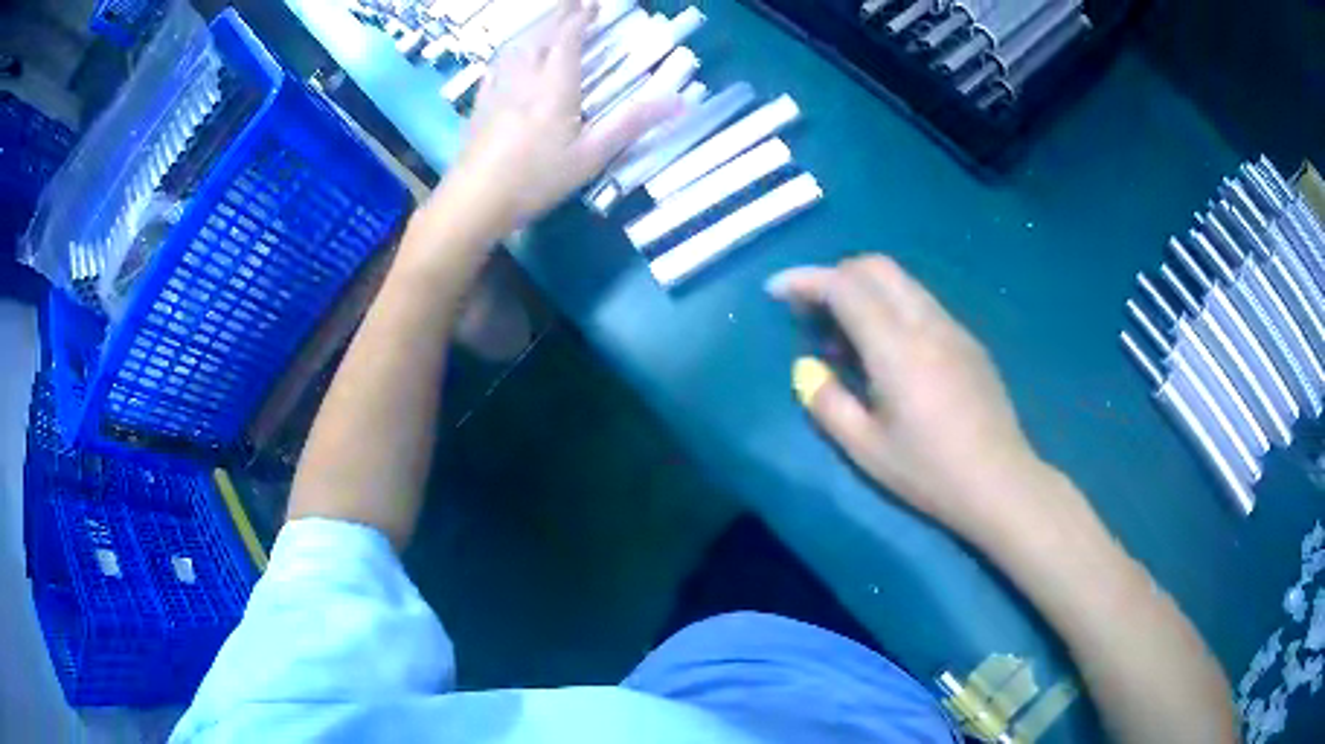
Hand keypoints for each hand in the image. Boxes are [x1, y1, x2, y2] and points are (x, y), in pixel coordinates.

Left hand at [439, 0, 679, 231]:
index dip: (581, 19)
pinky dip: (509, 52)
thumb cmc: (536, 180)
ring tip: (546, 23)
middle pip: (541, 36)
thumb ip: (631, 125)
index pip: (568, 40)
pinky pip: (496, 67)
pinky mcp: (480, 105)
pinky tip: (509, 58)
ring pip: (517, 47)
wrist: (474, 200)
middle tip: (572, 3)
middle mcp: (525, 79)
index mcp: (555, 87)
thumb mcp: (591, 157)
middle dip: (559, 15)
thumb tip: (679, 101)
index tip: (593, 6)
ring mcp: (498, 90)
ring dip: (535, 30)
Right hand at [768, 256, 1044, 539]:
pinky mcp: (968, 341)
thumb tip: (808, 368)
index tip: (776, 292)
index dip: (804, 280)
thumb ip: (827, 402)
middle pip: (876, 267)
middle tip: (811, 311)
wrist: (999, 482)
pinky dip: (892, 307)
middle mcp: (926, 322)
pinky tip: (888, 351)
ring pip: (902, 282)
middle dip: (835, 275)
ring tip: (846, 336)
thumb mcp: (865, 448)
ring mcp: (953, 328)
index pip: (845, 286)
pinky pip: (921, 303)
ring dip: (865, 290)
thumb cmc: (928, 472)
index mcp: (896, 346)